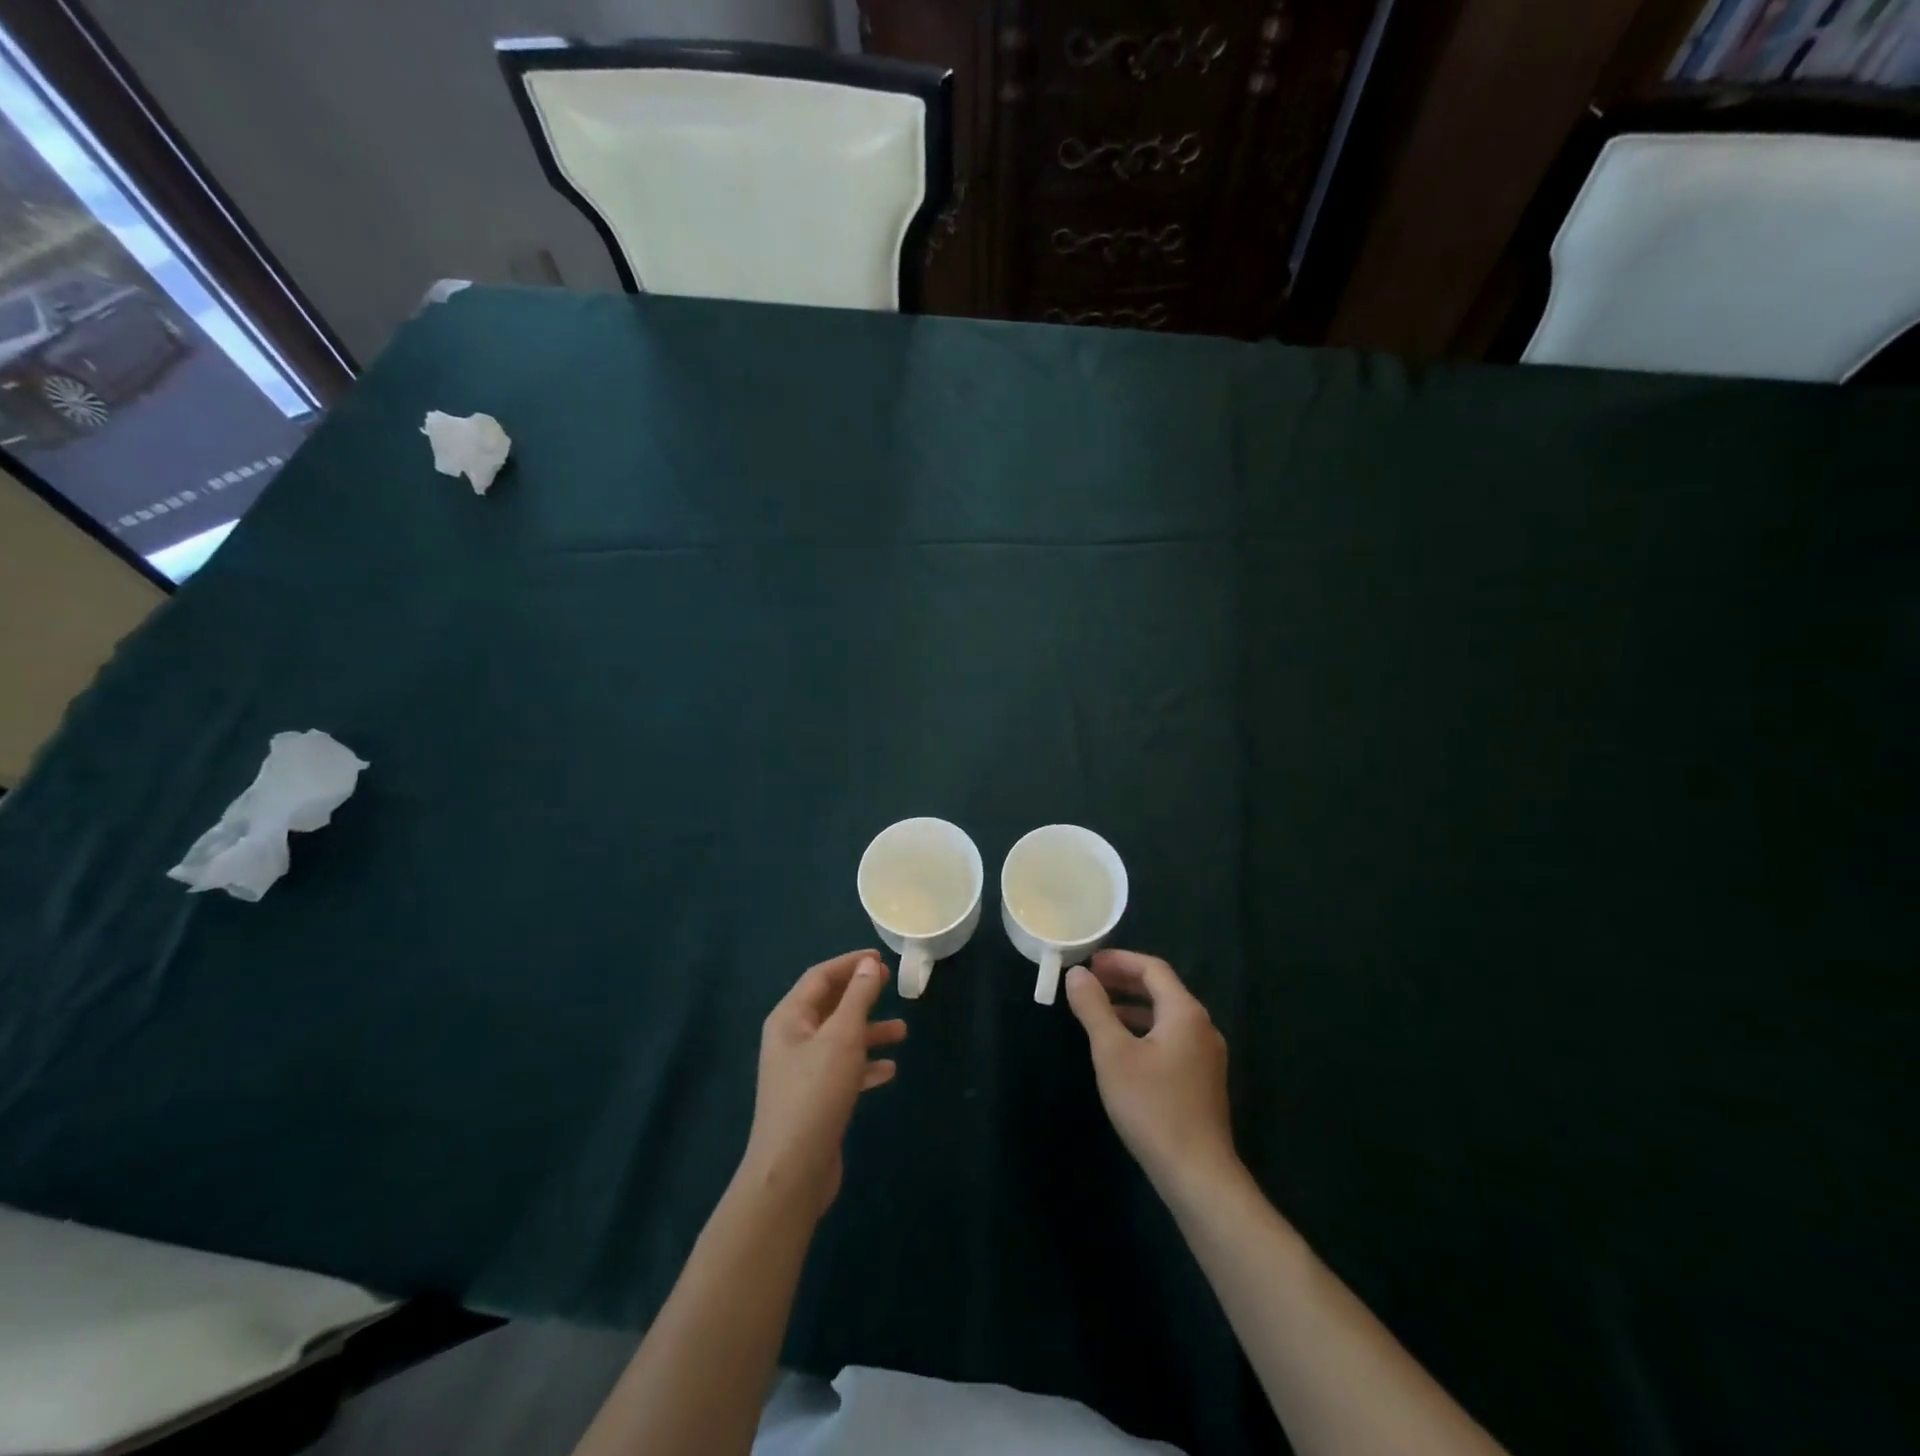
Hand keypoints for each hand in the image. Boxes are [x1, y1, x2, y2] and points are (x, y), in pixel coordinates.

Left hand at [741, 950, 906, 1219]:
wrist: (792, 1171)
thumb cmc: (816, 1093)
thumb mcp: (842, 1037)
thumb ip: (857, 997)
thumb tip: (868, 964)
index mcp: (789, 1018)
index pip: (820, 976)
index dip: (850, 964)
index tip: (881, 958)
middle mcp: (791, 1039)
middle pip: (829, 1005)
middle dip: (860, 994)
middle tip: (890, 985)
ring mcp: (801, 1071)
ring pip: (840, 1038)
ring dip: (869, 1031)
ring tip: (902, 1031)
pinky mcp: (814, 1099)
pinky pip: (842, 1070)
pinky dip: (865, 1065)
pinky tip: (889, 1071)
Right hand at [1065, 949, 1237, 1198]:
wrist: (1197, 1174)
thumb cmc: (1152, 1106)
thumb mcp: (1113, 1053)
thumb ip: (1094, 1008)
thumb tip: (1077, 973)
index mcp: (1185, 1013)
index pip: (1153, 969)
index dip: (1119, 960)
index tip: (1089, 962)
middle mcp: (1202, 1027)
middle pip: (1162, 989)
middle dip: (1124, 981)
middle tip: (1090, 982)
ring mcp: (1206, 1056)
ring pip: (1166, 1016)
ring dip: (1132, 1007)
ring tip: (1099, 1011)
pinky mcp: (1203, 1080)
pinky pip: (1171, 1038)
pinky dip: (1145, 1030)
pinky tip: (1123, 1049)